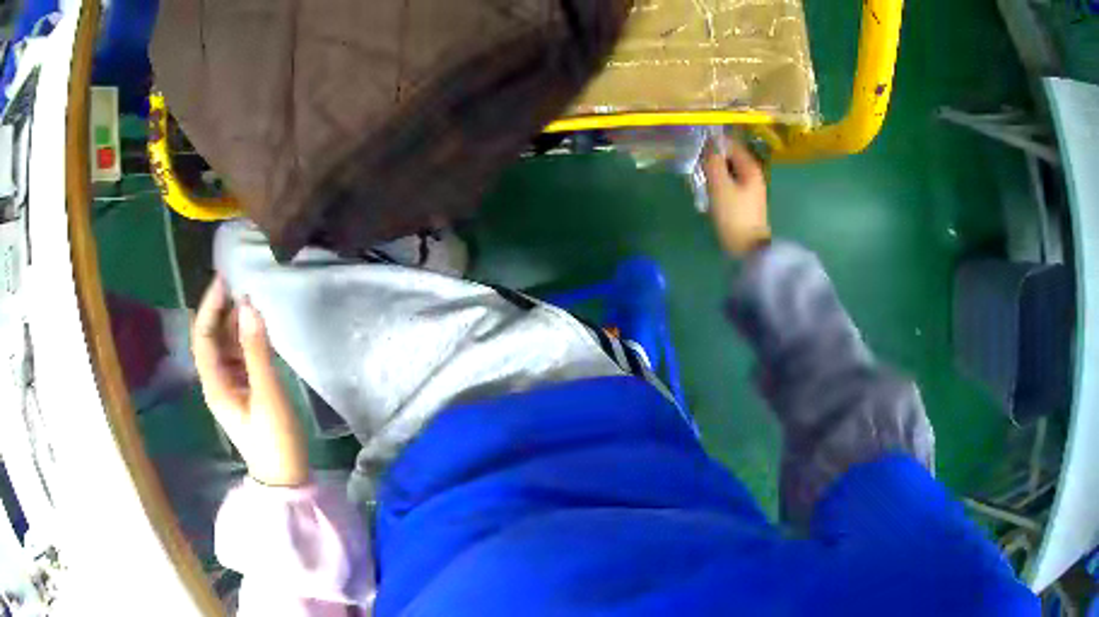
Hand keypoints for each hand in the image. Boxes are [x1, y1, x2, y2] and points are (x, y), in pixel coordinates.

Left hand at [192, 277, 308, 486]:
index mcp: (214, 383)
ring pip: (226, 345)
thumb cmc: (274, 438)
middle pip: (212, 338)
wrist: (285, 476)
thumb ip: (257, 350)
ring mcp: (231, 386)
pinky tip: (258, 326)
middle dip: (221, 310)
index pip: (203, 336)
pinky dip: (246, 338)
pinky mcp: (245, 390)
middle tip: (241, 282)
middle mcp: (217, 381)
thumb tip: (248, 305)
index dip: (210, 306)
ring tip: (252, 298)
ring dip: (234, 322)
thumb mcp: (267, 393)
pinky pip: (239, 356)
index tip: (225, 280)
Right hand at [702, 139, 770, 255]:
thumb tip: (708, 146)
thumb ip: (713, 163)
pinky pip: (728, 185)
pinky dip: (717, 185)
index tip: (696, 152)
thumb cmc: (734, 216)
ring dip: (712, 174)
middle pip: (729, 158)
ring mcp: (750, 189)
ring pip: (728, 172)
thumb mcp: (720, 186)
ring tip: (698, 182)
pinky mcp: (744, 202)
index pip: (730, 144)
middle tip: (695, 169)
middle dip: (711, 160)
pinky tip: (707, 194)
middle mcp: (753, 175)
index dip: (713, 145)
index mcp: (750, 167)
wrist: (747, 250)